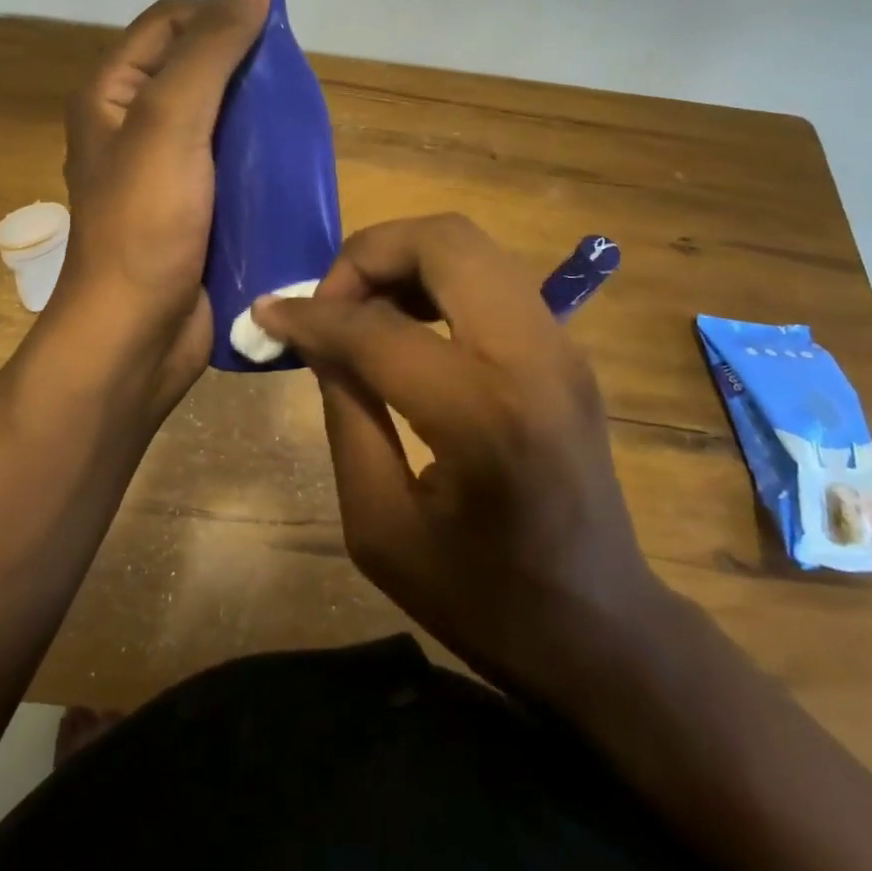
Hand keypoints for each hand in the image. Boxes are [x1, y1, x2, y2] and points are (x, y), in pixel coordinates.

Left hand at [54, 0, 271, 418]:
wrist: (138, 338)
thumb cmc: (146, 224)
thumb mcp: (174, 120)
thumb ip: (212, 44)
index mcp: (115, 93)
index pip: (172, 22)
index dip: (220, 16)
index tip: (274, 36)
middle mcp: (136, 125)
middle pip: (201, 69)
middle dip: (249, 71)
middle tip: (295, 89)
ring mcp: (168, 171)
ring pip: (224, 120)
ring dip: (262, 118)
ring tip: (304, 126)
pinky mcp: (196, 209)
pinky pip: (233, 166)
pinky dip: (263, 160)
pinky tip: (295, 166)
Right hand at [254, 214, 661, 693]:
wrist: (602, 629)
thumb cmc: (483, 598)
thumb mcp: (380, 526)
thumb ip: (346, 416)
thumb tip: (319, 341)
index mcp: (483, 415)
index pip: (378, 328)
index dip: (312, 315)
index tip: (269, 314)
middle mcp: (533, 356)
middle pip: (444, 241)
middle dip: (369, 254)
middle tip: (329, 303)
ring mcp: (560, 344)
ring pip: (470, 245)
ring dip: (403, 259)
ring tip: (361, 310)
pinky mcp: (565, 347)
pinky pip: (489, 275)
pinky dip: (435, 277)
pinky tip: (404, 323)